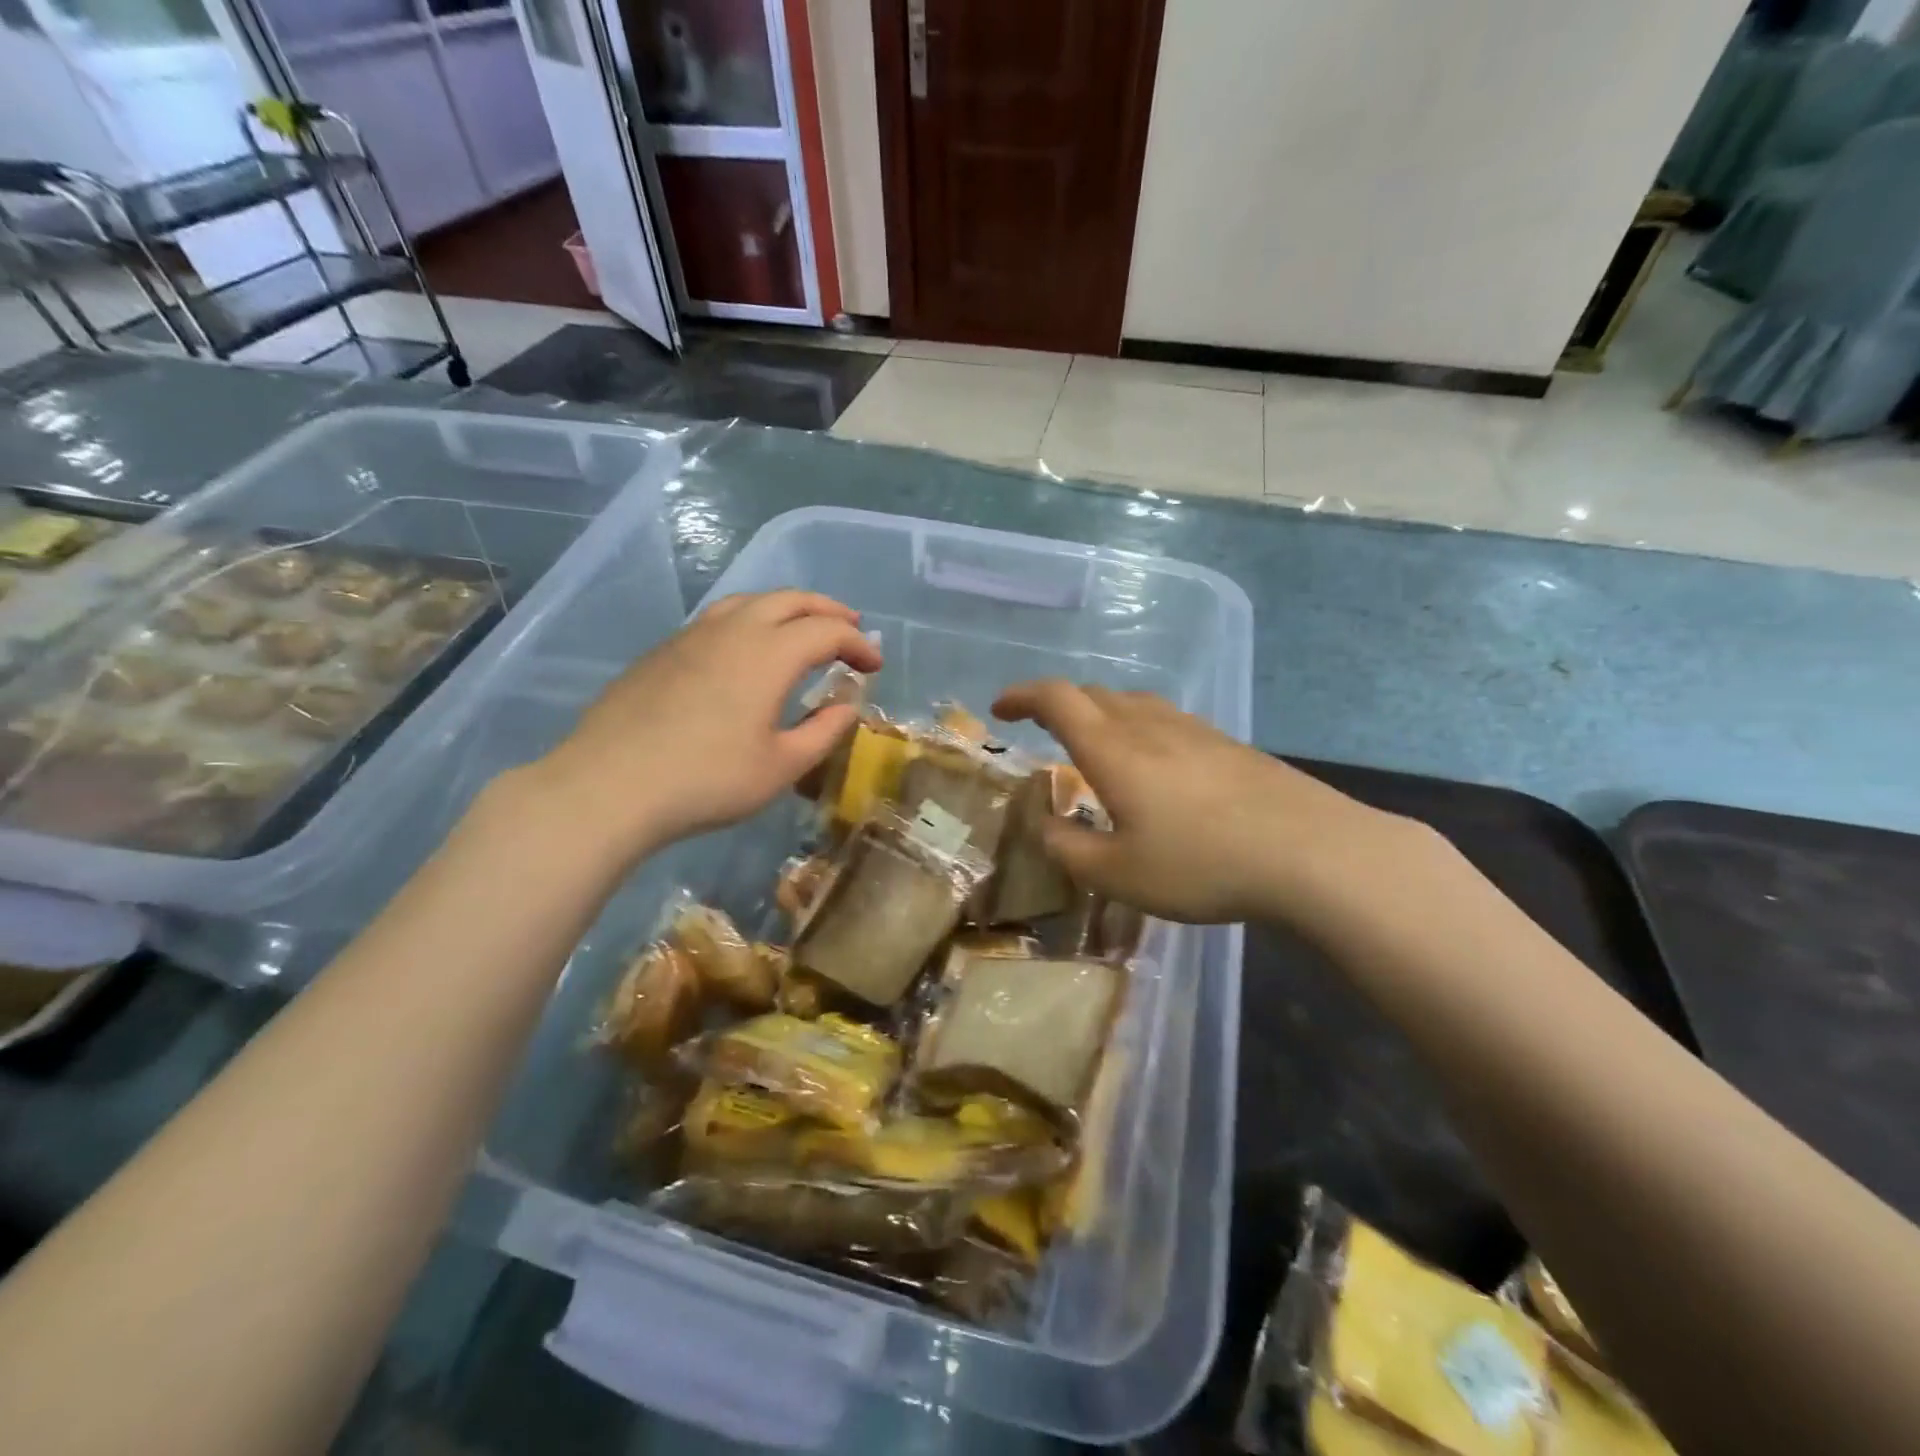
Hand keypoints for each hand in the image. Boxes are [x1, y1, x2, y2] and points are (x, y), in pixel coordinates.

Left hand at [531, 591, 881, 859]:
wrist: (609, 785)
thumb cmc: (707, 780)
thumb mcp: (781, 766)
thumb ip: (823, 731)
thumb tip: (847, 705)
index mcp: (769, 654)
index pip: (827, 630)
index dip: (858, 644)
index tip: (874, 666)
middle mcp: (733, 630)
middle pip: (790, 599)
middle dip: (827, 609)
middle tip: (851, 626)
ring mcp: (692, 636)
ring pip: (749, 601)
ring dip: (786, 607)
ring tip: (802, 627)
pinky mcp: (663, 651)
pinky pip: (719, 618)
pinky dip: (750, 620)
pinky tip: (746, 650)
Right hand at [992, 681, 1421, 927]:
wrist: (1311, 852)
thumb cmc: (1202, 864)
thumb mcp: (1118, 874)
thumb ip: (1068, 849)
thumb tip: (1043, 825)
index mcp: (1113, 749)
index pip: (1056, 699)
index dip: (1022, 695)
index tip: (1000, 709)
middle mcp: (1150, 726)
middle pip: (1094, 694)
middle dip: (1058, 705)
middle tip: (1041, 730)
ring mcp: (1195, 730)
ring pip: (1134, 704)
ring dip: (1101, 714)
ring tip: (1094, 746)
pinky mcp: (1229, 745)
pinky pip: (1167, 721)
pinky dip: (1139, 729)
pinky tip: (1154, 766)